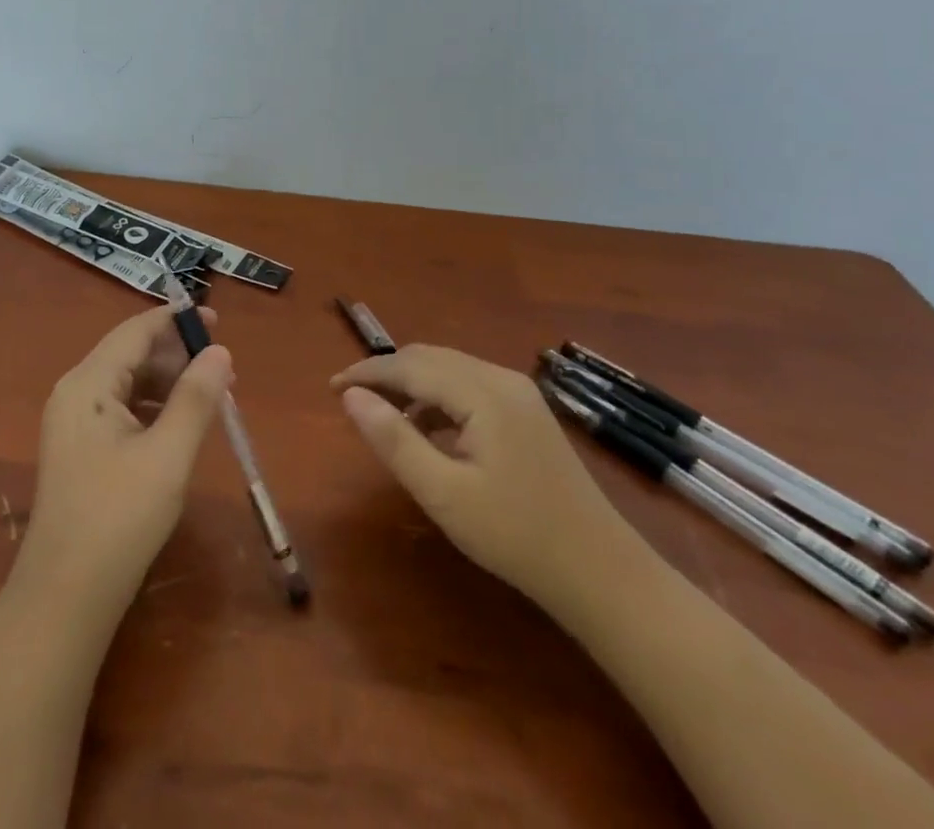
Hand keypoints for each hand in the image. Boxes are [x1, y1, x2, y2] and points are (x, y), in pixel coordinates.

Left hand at [15, 305, 233, 613]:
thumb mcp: (168, 455)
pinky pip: (120, 409)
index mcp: (88, 384)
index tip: (217, 320)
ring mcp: (73, 423)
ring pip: (127, 383)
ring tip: (210, 396)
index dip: (175, 321)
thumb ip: (196, 398)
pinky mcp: (79, 449)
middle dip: (176, 355)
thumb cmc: (119, 518)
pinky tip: (180, 424)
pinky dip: (152, 407)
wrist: (64, 597)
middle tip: (222, 369)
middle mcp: (74, 393)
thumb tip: (220, 352)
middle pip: (129, 354)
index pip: (135, 332)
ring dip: (167, 382)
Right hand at [332, 345, 629, 606]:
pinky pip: (469, 387)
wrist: (603, 574)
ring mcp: (519, 394)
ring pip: (450, 370)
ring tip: (382, 414)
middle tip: (351, 399)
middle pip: (430, 358)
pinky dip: (438, 398)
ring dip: (411, 384)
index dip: (367, 372)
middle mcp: (502, 379)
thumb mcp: (444, 494)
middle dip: (387, 373)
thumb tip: (351, 396)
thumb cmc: (516, 536)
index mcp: (483, 392)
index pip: (410, 366)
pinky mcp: (527, 413)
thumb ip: (394, 440)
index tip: (330, 387)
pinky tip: (427, 430)